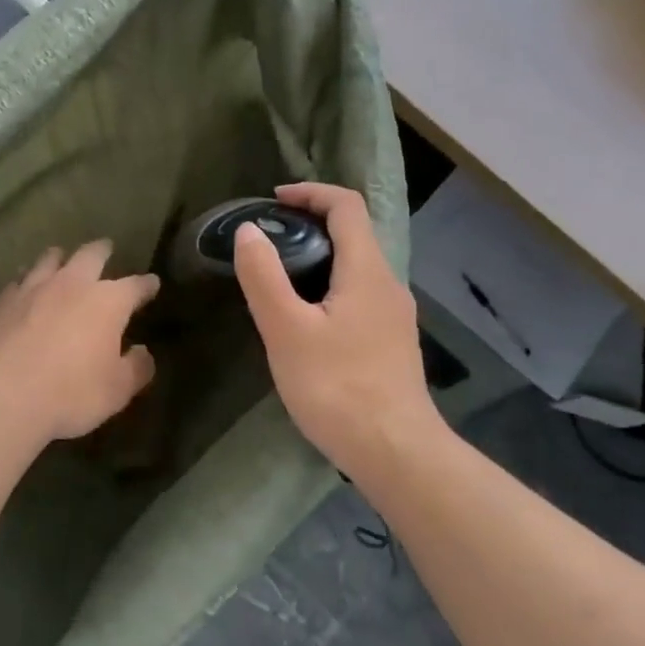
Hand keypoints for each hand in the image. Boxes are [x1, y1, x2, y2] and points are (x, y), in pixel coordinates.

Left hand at [0, 240, 159, 441]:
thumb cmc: (71, 393)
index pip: (135, 286)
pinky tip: (23, 286)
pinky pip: (18, 281)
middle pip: (90, 255)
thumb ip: (136, 368)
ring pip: (49, 259)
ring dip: (60, 257)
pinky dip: (26, 279)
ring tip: (61, 257)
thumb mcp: (117, 390)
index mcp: (108, 302)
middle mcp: (73, 284)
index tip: (152, 284)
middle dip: (102, 251)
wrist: (4, 394)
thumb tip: (143, 353)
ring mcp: (33, 288)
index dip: (146, 285)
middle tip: (106, 248)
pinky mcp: (2, 301)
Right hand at [234, 183, 440, 480]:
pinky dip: (329, 286)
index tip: (273, 201)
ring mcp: (394, 315)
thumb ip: (264, 277)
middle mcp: (388, 284)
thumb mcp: (287, 330)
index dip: (310, 193)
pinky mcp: (391, 342)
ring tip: (278, 277)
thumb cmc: (337, 388)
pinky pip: (359, 295)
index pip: (346, 206)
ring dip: (319, 257)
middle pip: (354, 234)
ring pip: (356, 267)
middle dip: (310, 224)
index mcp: (367, 271)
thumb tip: (249, 232)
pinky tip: (305, 320)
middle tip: (266, 241)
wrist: (395, 452)